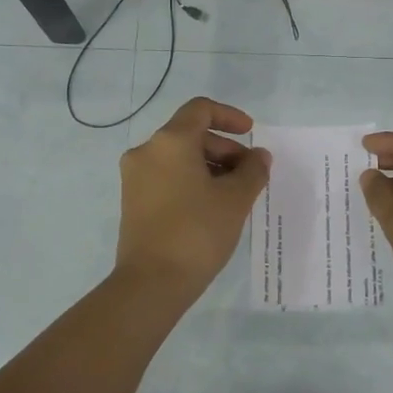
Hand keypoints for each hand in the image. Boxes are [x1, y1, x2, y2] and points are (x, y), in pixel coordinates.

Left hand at [115, 97, 270, 300]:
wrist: (151, 282)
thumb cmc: (197, 232)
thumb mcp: (235, 199)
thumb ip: (252, 170)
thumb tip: (259, 156)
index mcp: (170, 141)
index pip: (201, 109)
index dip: (230, 116)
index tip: (252, 135)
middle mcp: (147, 151)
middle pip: (190, 134)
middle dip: (225, 148)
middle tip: (250, 174)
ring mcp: (135, 177)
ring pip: (178, 157)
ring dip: (210, 166)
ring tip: (235, 194)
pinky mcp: (133, 201)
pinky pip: (167, 177)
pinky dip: (191, 181)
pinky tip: (212, 207)